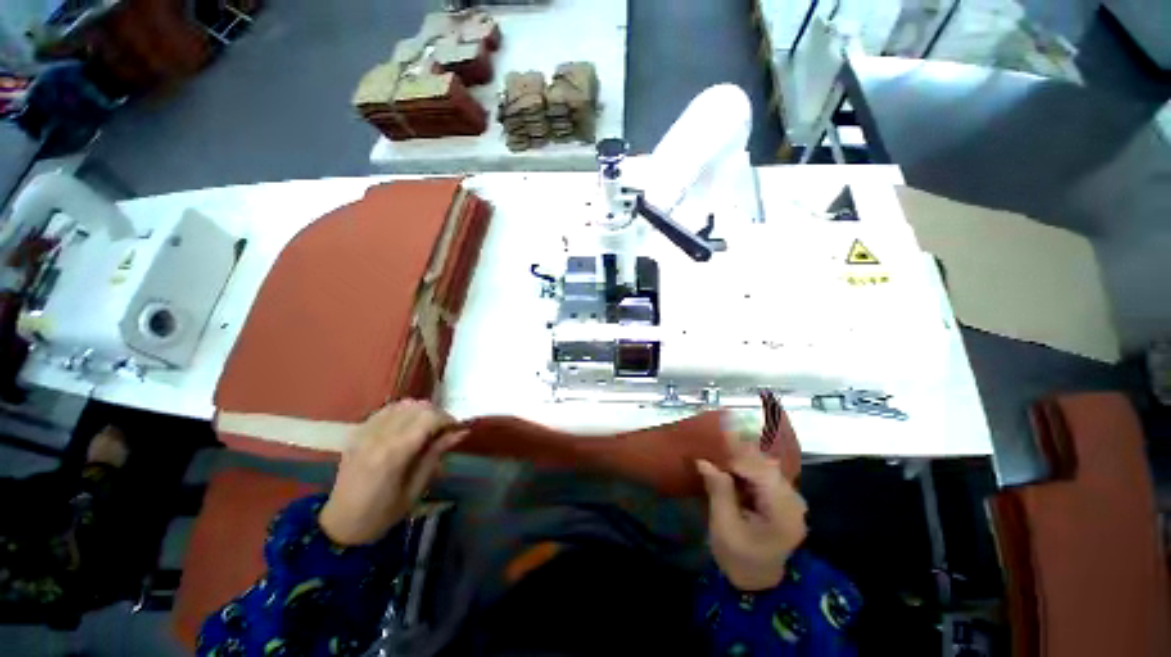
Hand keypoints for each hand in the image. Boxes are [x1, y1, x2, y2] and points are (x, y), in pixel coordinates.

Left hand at [319, 400, 464, 544]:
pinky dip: (401, 413)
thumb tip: (457, 435)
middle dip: (435, 414)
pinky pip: (384, 411)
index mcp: (393, 453)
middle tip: (447, 432)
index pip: (426, 419)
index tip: (459, 430)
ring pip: (399, 405)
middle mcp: (378, 434)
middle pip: (414, 407)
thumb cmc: (383, 514)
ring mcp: (365, 429)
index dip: (447, 419)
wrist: (344, 519)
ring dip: (418, 411)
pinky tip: (407, 429)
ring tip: (429, 430)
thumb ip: (433, 459)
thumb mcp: (414, 492)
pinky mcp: (357, 430)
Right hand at [697, 437, 807, 590]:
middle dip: (743, 454)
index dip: (739, 456)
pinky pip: (770, 481)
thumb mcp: (724, 530)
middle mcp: (794, 500)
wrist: (760, 583)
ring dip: (748, 462)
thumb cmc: (739, 561)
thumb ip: (720, 494)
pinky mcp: (788, 504)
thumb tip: (706, 463)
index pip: (763, 472)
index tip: (715, 444)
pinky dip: (753, 473)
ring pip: (770, 472)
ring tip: (723, 452)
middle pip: (769, 468)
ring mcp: (794, 502)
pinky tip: (736, 469)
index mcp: (783, 510)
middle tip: (718, 439)